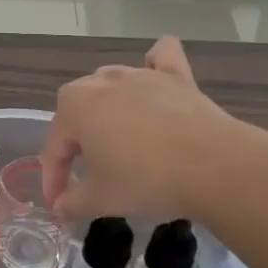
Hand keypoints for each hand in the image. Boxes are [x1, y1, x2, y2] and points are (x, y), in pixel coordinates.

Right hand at [41, 36, 249, 225]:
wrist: (214, 167)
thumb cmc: (147, 180)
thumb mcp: (102, 200)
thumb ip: (73, 203)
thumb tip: (60, 208)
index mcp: (74, 107)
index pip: (54, 147)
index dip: (53, 179)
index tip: (60, 205)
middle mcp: (101, 81)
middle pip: (77, 111)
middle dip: (76, 143)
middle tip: (88, 175)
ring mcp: (140, 74)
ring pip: (110, 85)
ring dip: (106, 109)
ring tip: (117, 141)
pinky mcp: (176, 76)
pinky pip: (160, 59)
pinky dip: (154, 65)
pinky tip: (154, 76)